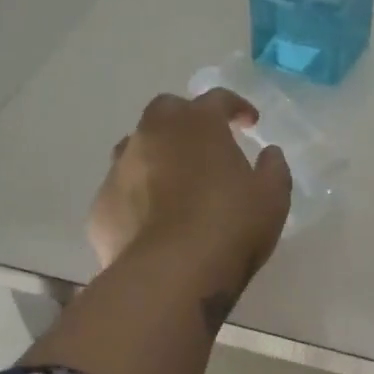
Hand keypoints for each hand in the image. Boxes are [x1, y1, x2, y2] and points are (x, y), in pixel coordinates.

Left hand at [87, 89, 292, 280]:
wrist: (168, 275)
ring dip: (156, 154)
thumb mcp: (272, 197)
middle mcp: (152, 134)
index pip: (216, 98)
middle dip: (186, 120)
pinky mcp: (101, 206)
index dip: (235, 107)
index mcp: (197, 124)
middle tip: (204, 144)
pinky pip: (122, 190)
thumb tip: (269, 153)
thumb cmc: (229, 226)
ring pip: (135, 146)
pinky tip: (152, 220)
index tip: (249, 122)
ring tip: (174, 181)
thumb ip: (273, 167)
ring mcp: (120, 168)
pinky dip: (137, 195)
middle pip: (166, 110)